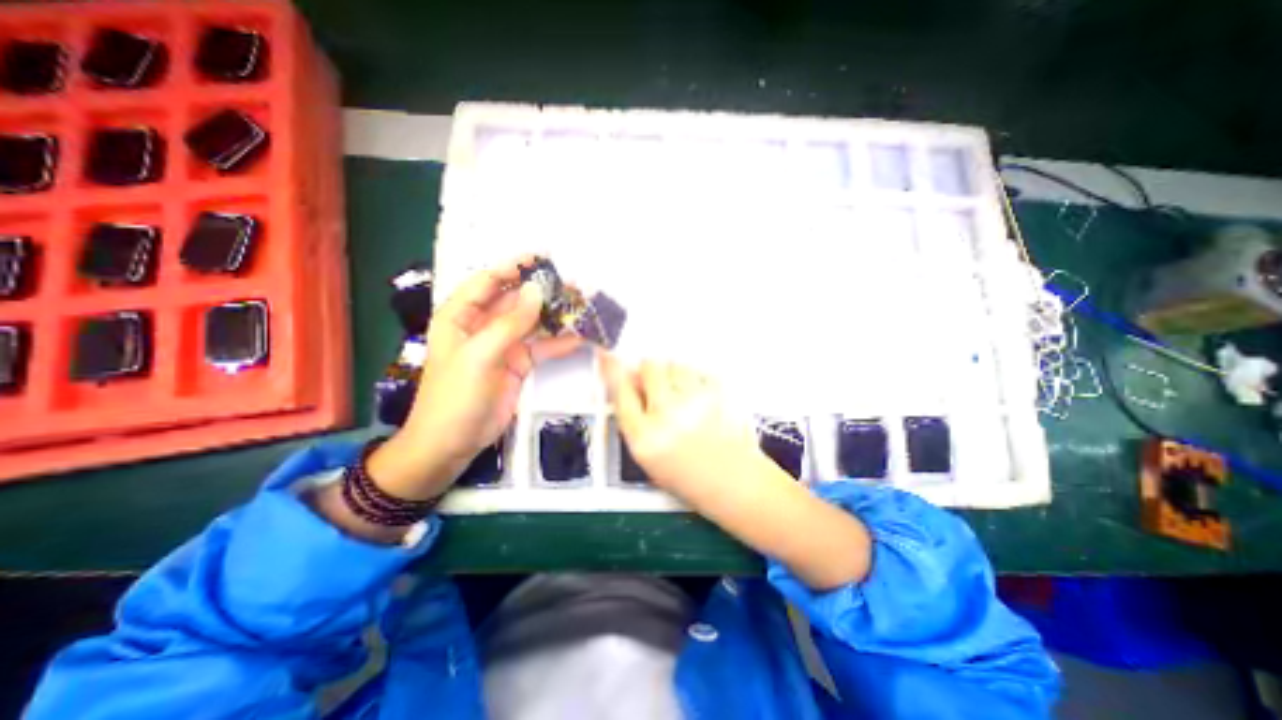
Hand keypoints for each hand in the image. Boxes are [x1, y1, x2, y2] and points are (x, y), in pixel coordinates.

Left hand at [372, 260, 581, 500]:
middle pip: (515, 300)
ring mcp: (503, 345)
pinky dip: (559, 342)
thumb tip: (536, 291)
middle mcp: (483, 325)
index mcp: (461, 316)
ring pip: (533, 322)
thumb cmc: (455, 396)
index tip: (542, 258)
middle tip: (573, 284)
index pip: (488, 281)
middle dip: (542, 291)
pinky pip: (542, 347)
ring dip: (555, 315)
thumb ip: (509, 323)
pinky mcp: (519, 364)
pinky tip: (580, 336)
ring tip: (583, 305)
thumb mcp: (480, 356)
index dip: (513, 267)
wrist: (452, 443)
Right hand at [598, 353, 764, 499]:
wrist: (734, 482)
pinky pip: (699, 371)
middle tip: (658, 387)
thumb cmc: (688, 476)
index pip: (620, 390)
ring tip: (683, 397)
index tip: (610, 358)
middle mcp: (668, 414)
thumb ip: (634, 418)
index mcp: (645, 437)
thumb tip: (628, 381)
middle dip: (649, 373)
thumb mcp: (648, 456)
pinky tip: (701, 400)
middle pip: (649, 367)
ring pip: (675, 364)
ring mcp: (696, 400)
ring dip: (674, 375)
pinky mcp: (720, 392)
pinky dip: (697, 380)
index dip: (613, 370)